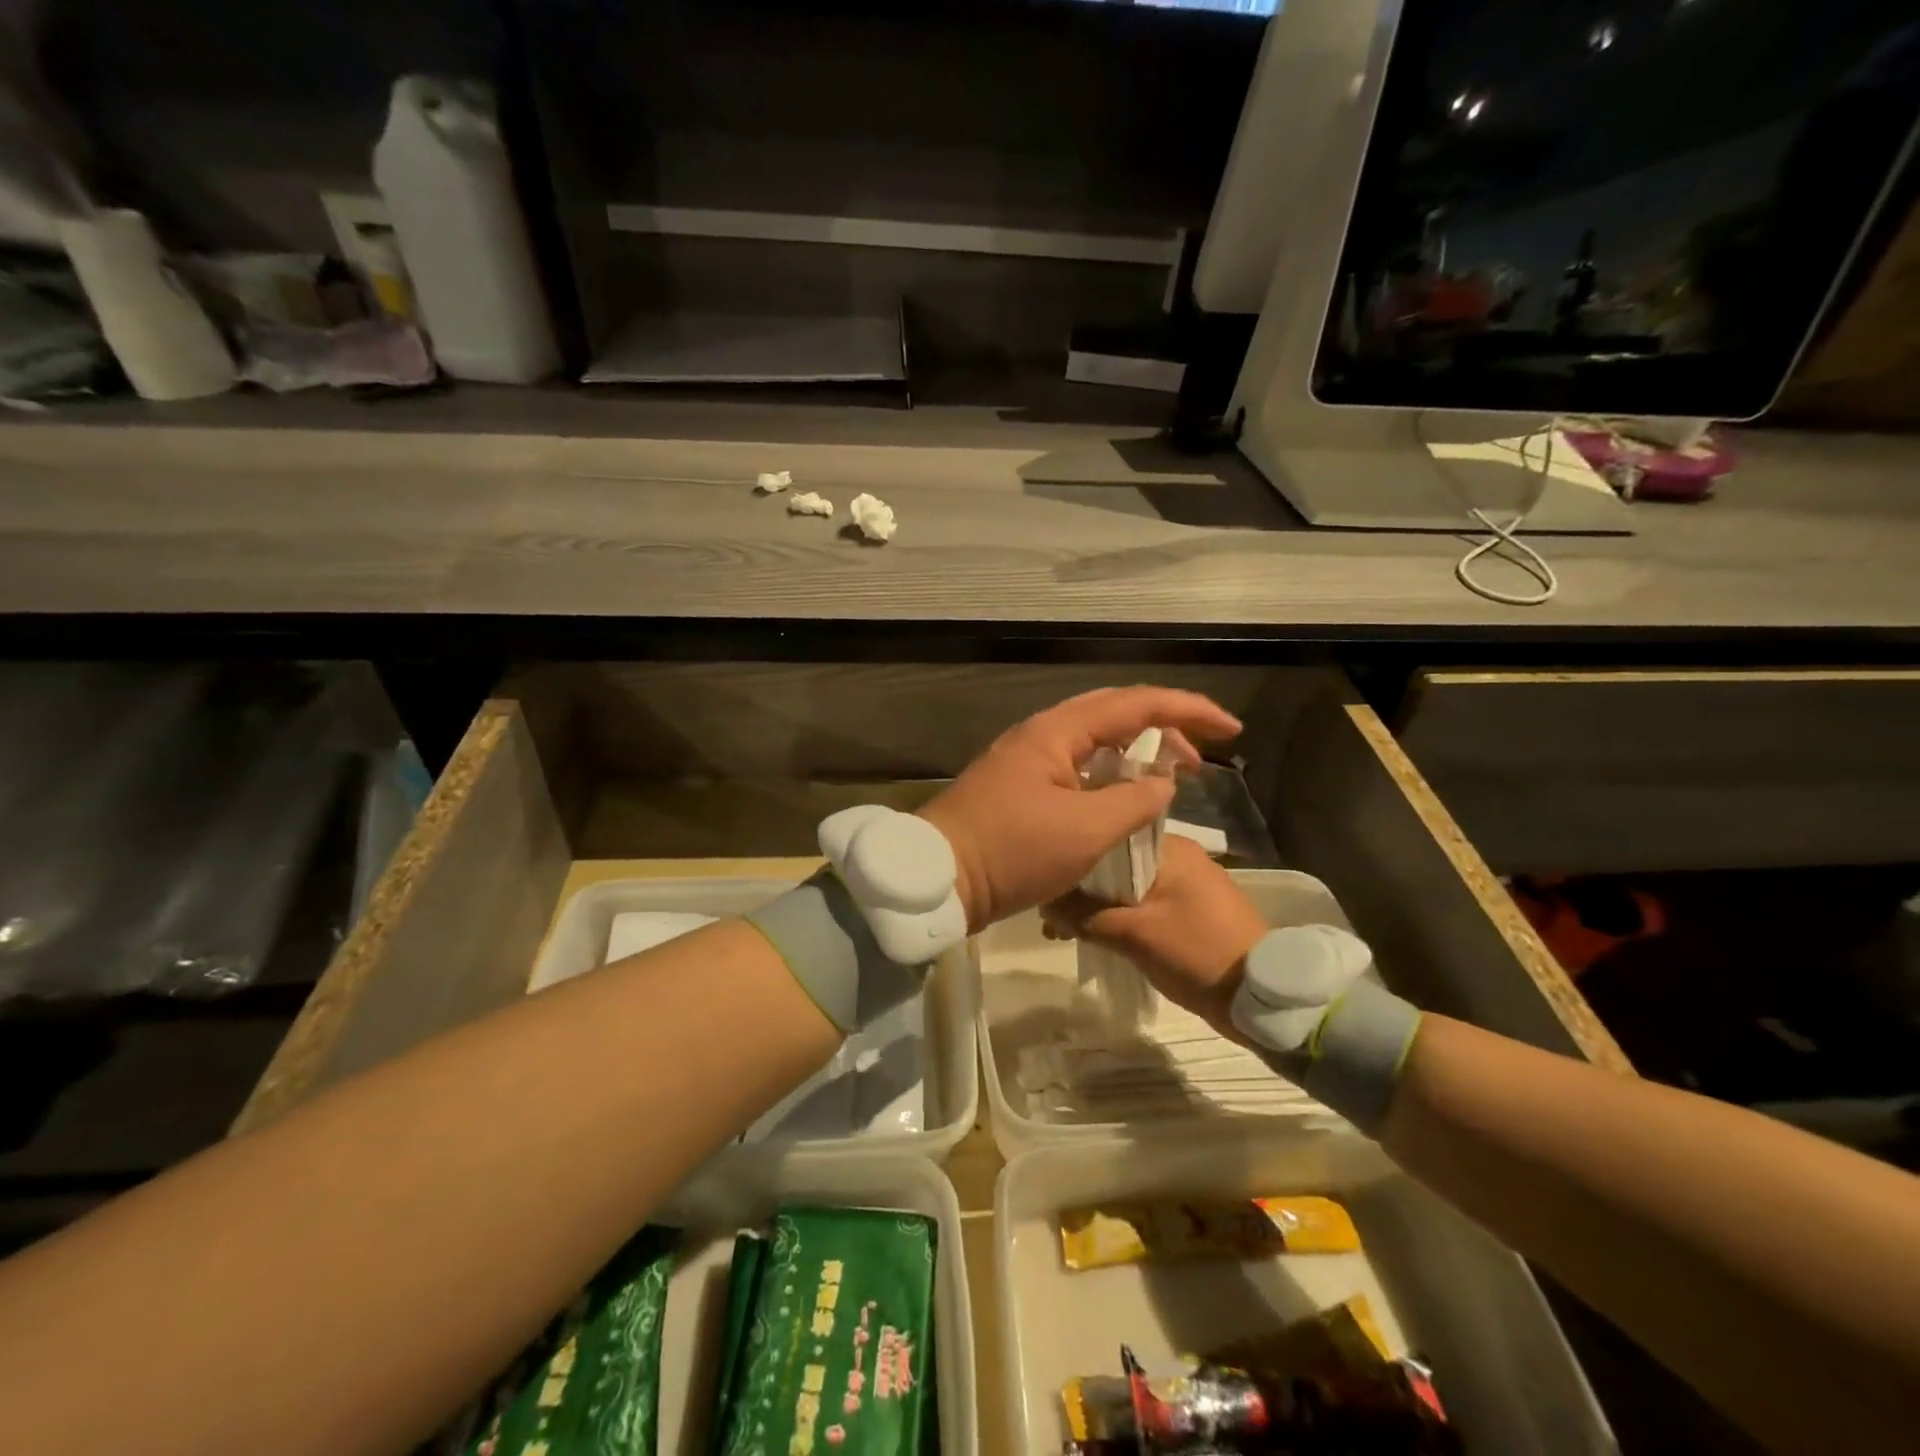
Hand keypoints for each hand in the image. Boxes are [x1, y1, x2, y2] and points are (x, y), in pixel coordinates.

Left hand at [917, 687, 1240, 932]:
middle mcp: (1042, 734)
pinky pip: (1078, 768)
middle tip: (1203, 754)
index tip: (1231, 730)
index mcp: (1057, 732)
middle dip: (1165, 727)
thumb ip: (1135, 801)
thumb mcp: (1085, 830)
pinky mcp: (1021, 787)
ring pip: (1096, 741)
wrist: (940, 878)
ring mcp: (1028, 760)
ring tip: (1173, 777)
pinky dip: (1111, 776)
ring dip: (1137, 753)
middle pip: (1115, 714)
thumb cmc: (1012, 851)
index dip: (1188, 711)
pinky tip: (1126, 798)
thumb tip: (1163, 783)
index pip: (1134, 704)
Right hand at [1041, 834, 1267, 1033]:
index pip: (1110, 836)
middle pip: (1116, 864)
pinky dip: (1120, 917)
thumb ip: (1085, 916)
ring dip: (1099, 906)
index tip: (1048, 879)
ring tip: (1066, 930)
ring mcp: (1188, 884)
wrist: (1262, 996)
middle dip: (1083, 888)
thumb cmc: (1197, 951)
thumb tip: (1045, 904)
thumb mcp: (1134, 934)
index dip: (1077, 857)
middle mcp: (1179, 856)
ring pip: (1128, 887)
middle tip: (1052, 914)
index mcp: (1171, 848)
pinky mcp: (1191, 911)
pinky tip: (1095, 934)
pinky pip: (1145, 905)